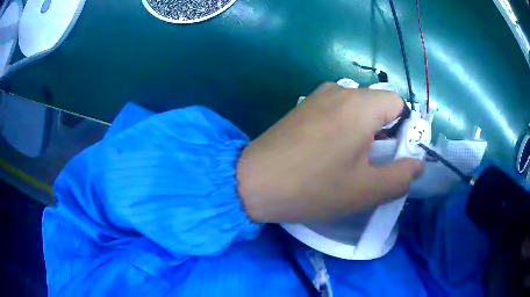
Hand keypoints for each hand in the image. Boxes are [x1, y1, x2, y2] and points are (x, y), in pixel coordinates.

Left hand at [237, 83, 424, 222]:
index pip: (399, 104)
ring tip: (351, 161)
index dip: (405, 129)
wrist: (254, 181)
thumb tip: (418, 164)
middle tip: (373, 164)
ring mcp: (318, 96)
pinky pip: (337, 111)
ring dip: (364, 132)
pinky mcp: (304, 107)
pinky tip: (330, 152)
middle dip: (385, 133)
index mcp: (361, 105)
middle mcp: (340, 90)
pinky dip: (344, 128)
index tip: (395, 155)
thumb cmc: (313, 188)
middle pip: (378, 106)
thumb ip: (401, 177)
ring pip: (358, 109)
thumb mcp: (366, 190)